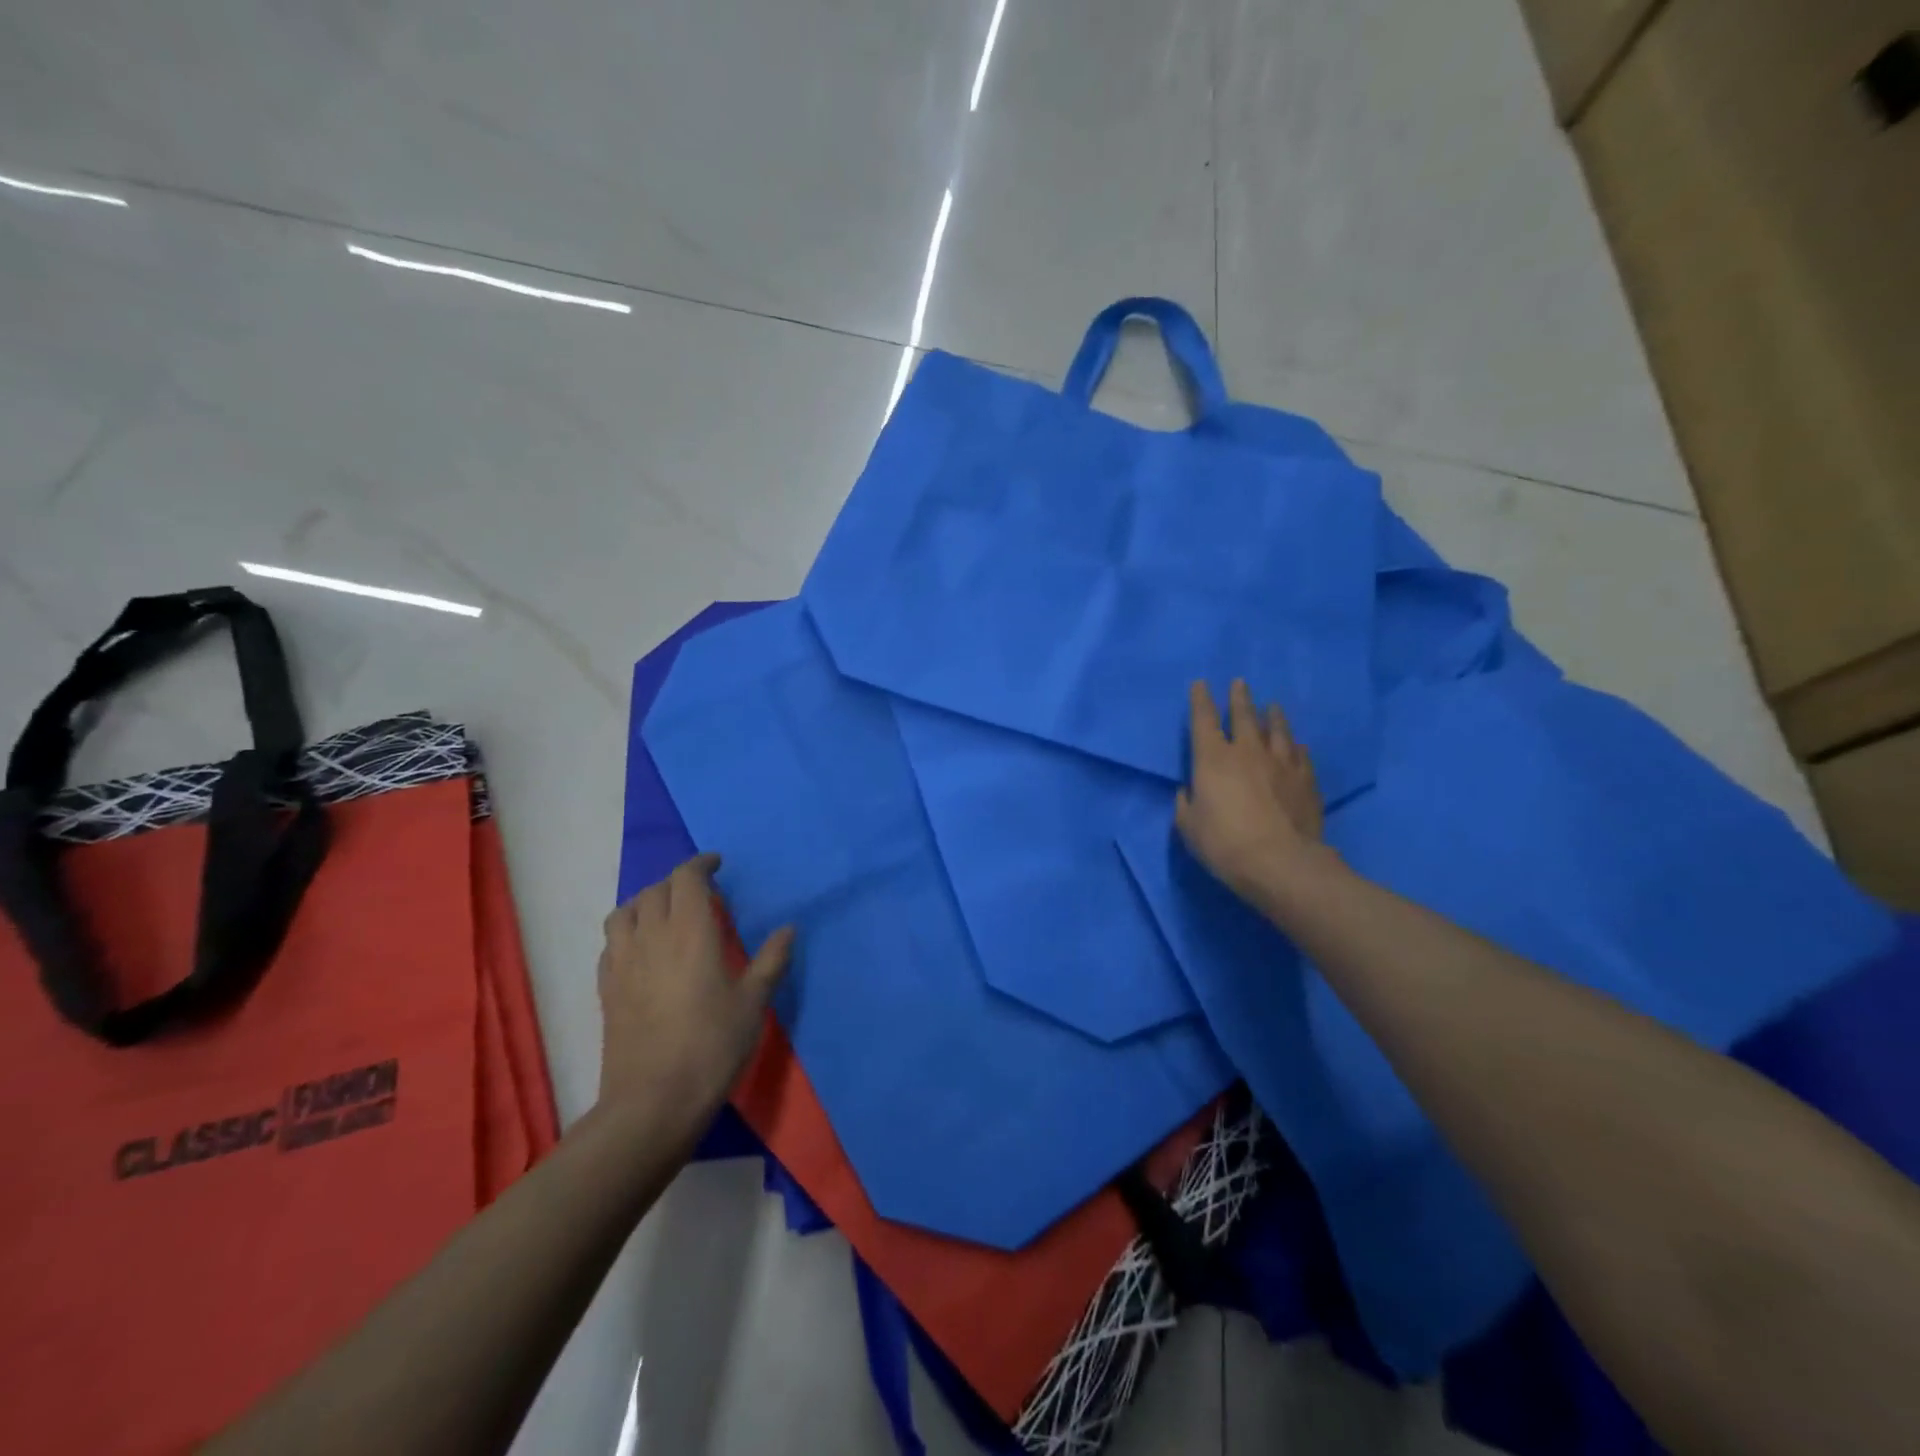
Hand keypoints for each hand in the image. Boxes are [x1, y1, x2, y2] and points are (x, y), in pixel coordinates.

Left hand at [596, 853, 793, 1132]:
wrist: (653, 1102)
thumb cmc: (712, 1047)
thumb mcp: (753, 1004)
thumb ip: (771, 960)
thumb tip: (789, 928)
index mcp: (690, 932)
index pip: (686, 878)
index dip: (701, 864)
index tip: (717, 865)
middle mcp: (651, 937)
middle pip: (656, 890)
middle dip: (679, 882)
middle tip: (702, 895)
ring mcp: (623, 962)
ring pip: (625, 911)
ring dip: (647, 902)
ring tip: (666, 915)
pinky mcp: (606, 988)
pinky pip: (611, 942)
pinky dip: (627, 931)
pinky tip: (643, 950)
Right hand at [1176, 679, 1330, 907]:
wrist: (1281, 863)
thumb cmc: (1224, 844)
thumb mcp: (1188, 827)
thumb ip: (1186, 804)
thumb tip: (1190, 791)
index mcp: (1213, 759)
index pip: (1204, 720)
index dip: (1200, 701)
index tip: (1200, 684)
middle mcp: (1248, 752)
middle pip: (1244, 716)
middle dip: (1239, 698)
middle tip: (1240, 683)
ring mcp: (1281, 764)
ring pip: (1278, 731)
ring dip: (1273, 716)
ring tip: (1272, 706)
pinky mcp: (1306, 781)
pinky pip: (1301, 756)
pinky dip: (1296, 748)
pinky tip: (1298, 745)